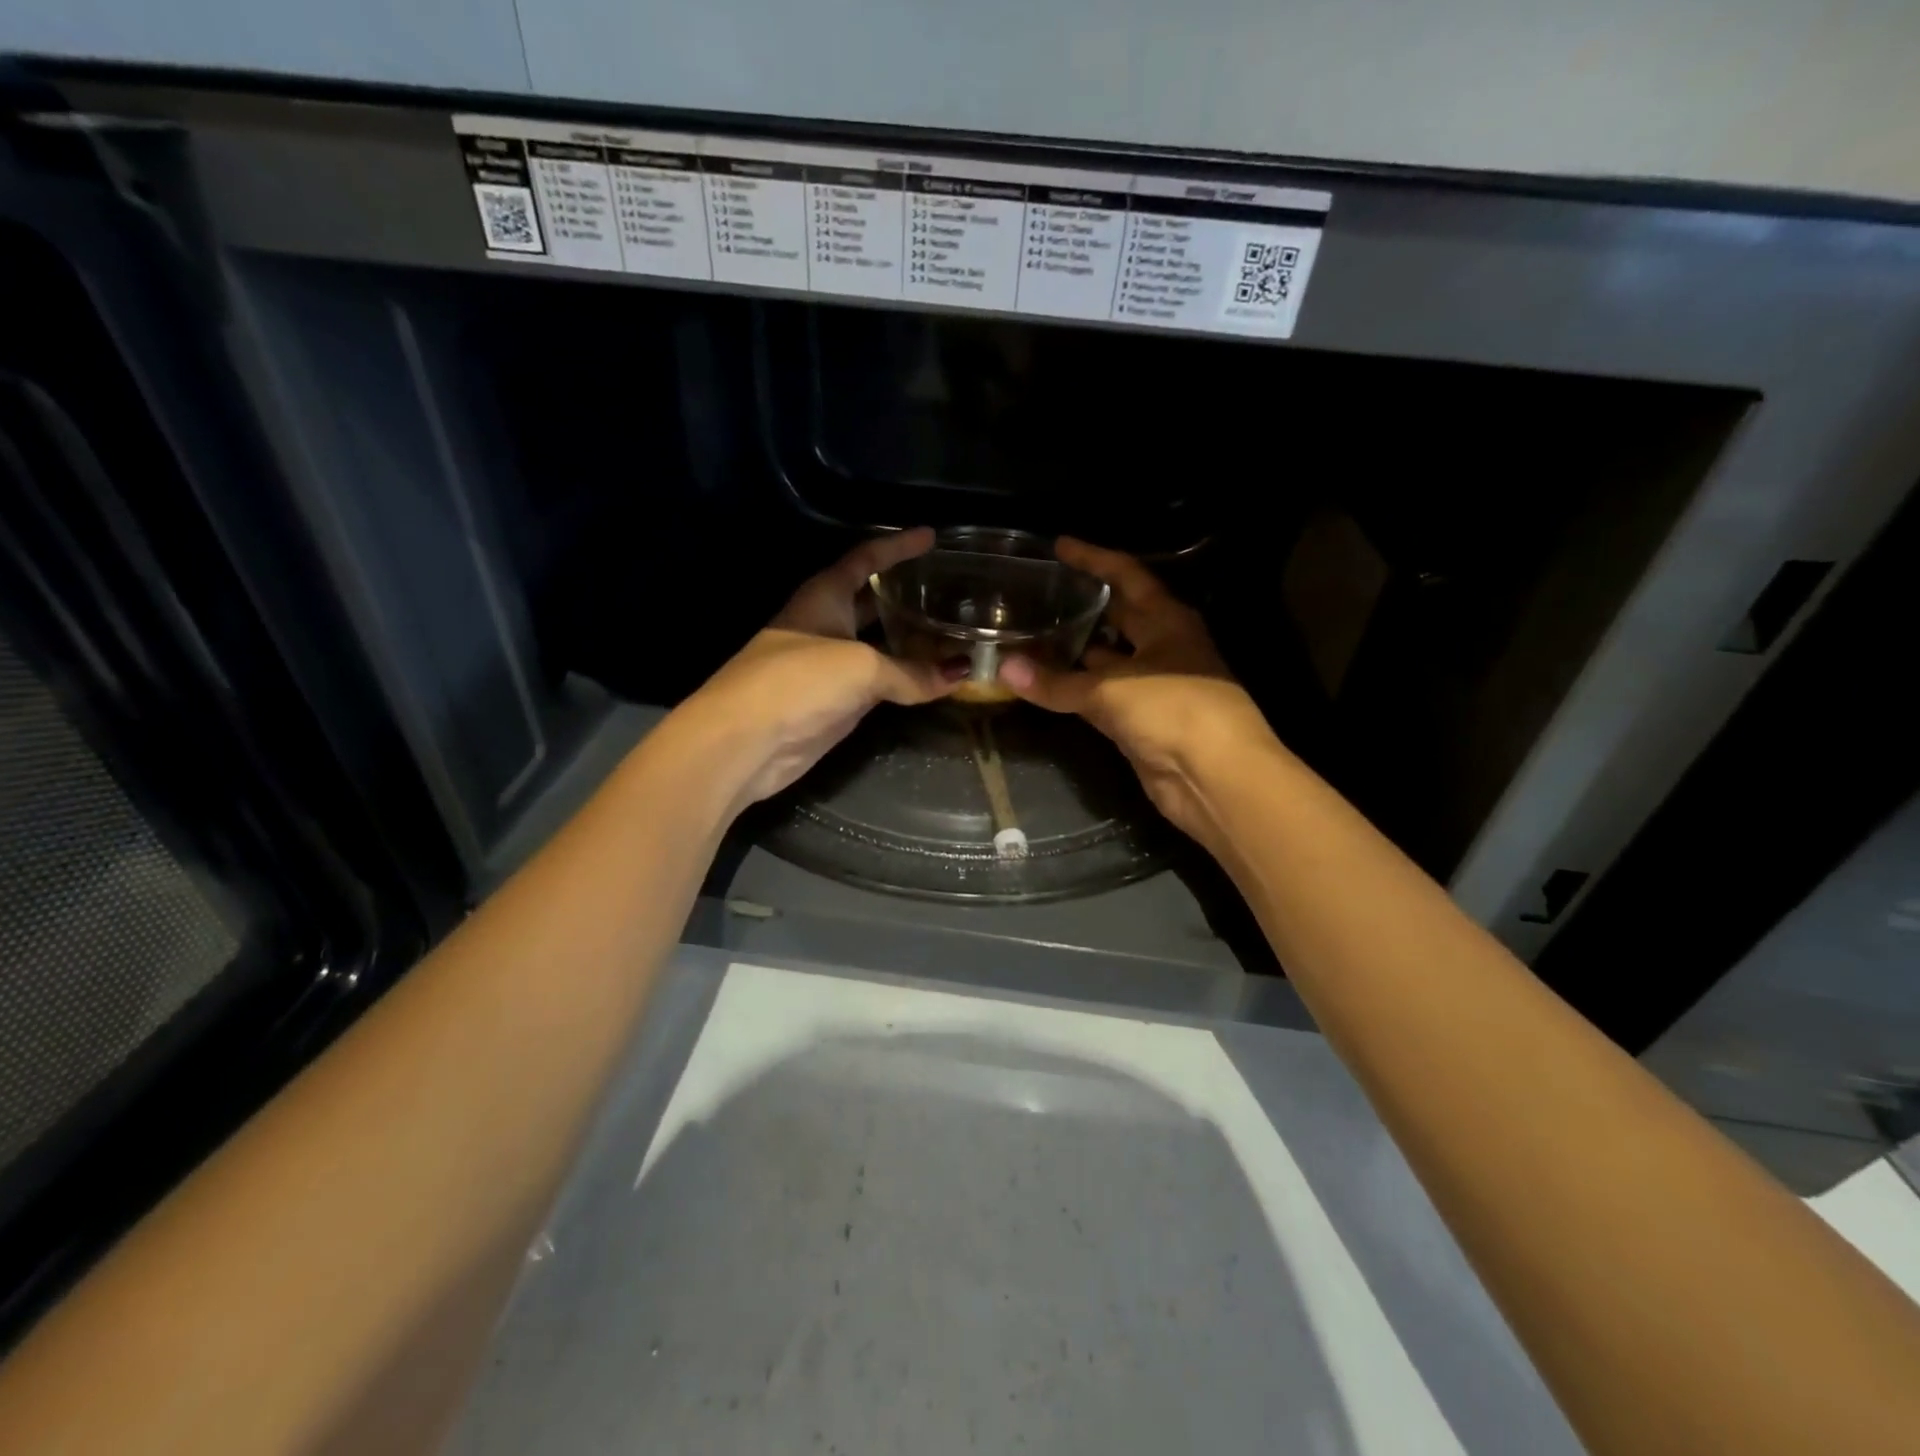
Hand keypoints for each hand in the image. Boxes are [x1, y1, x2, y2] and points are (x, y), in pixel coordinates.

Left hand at [672, 528, 960, 813]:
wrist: (745, 741)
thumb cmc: (798, 681)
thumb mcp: (862, 667)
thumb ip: (912, 671)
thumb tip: (961, 674)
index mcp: (823, 596)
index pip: (865, 559)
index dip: (897, 546)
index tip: (931, 537)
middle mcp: (826, 624)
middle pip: (872, 601)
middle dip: (906, 593)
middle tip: (950, 588)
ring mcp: (829, 665)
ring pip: (878, 645)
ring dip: (911, 640)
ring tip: (952, 631)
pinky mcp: (834, 702)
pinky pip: (878, 682)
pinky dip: (905, 679)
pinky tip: (933, 679)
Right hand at [998, 538, 1279, 843]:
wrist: (1215, 777)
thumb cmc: (1175, 711)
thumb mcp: (1112, 689)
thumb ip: (1057, 682)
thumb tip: (1004, 669)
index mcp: (1167, 621)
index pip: (1127, 576)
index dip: (1094, 559)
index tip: (1059, 546)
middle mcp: (1161, 646)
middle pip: (1117, 615)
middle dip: (1082, 604)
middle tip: (1038, 592)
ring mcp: (1152, 685)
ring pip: (1106, 659)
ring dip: (1074, 650)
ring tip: (1030, 635)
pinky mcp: (1140, 721)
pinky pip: (1100, 696)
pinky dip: (1074, 690)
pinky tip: (1044, 683)